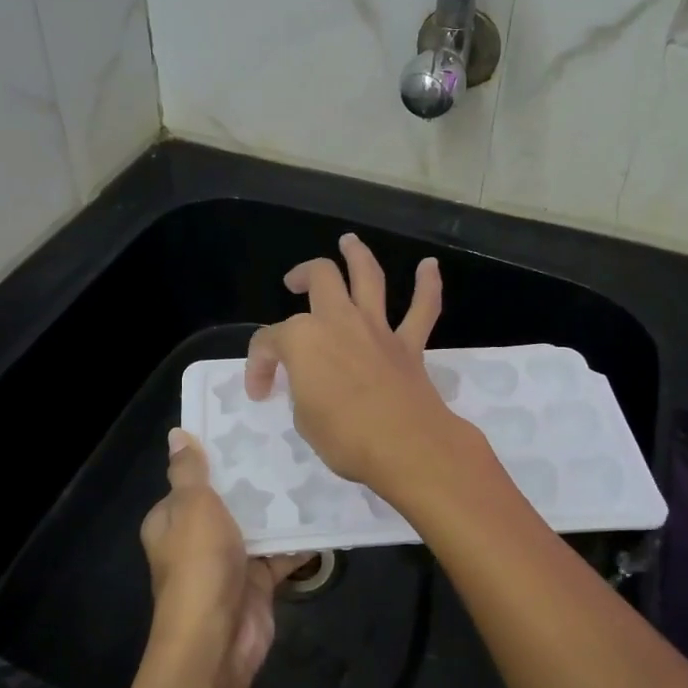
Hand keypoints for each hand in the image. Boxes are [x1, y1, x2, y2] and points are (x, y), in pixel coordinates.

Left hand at [140, 429, 305, 683]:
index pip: (190, 480)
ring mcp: (227, 561)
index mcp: (171, 520)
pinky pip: (280, 553)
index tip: (245, 429)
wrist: (218, 638)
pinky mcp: (256, 581)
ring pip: (256, 526)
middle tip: (287, 443)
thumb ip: (189, 470)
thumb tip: (176, 434)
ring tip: (310, 470)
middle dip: (253, 480)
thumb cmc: (199, 563)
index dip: (213, 457)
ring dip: (279, 508)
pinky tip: (324, 514)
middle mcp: (196, 539)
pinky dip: (299, 540)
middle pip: (227, 501)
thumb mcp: (192, 506)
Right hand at [245, 234, 463, 496]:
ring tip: (349, 242)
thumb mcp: (304, 420)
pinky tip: (429, 266)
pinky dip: (428, 285)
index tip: (260, 391)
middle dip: (302, 275)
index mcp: (302, 340)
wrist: (406, 446)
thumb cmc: (344, 437)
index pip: (270, 341)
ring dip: (357, 255)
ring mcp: (376, 329)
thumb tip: (314, 385)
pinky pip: (422, 308)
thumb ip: (304, 391)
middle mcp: (338, 321)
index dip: (258, 365)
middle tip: (294, 282)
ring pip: (368, 277)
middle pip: (319, 278)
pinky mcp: (409, 344)